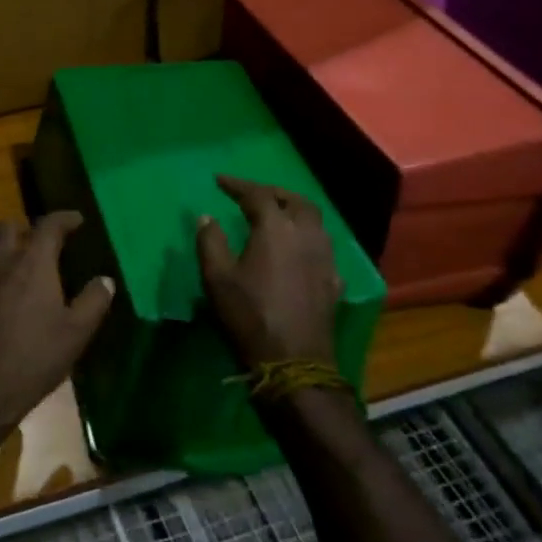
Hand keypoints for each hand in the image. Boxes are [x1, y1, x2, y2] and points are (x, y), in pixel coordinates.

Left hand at [0, 212, 115, 439]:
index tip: (77, 220)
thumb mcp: (76, 333)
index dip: (64, 218)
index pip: (48, 225)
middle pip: (7, 228)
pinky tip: (8, 307)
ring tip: (29, 276)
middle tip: (45, 245)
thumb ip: (93, 301)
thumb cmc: (34, 356)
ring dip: (10, 256)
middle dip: (26, 229)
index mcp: (32, 263)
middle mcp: (1, 264)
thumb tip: (105, 280)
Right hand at [196, 176, 341, 368]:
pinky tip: (299, 251)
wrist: (293, 361)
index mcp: (276, 228)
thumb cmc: (249, 315)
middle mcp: (306, 235)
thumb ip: (210, 241)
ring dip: (295, 211)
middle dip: (273, 192)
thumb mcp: (217, 278)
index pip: (258, 194)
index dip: (237, 185)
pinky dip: (308, 239)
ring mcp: (325, 259)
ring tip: (277, 216)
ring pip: (315, 221)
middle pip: (296, 201)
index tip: (219, 180)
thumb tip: (207, 217)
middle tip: (253, 194)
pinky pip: (323, 248)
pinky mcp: (333, 281)